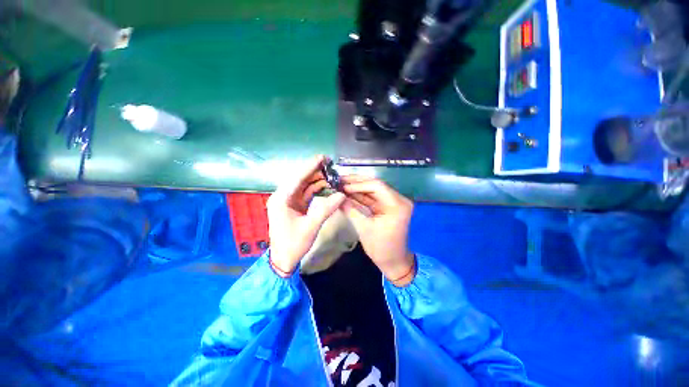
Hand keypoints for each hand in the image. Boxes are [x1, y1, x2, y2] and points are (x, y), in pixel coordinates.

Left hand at [267, 155, 345, 276]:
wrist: (283, 259)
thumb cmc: (293, 243)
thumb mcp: (311, 226)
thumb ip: (326, 209)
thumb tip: (342, 195)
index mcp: (281, 199)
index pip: (297, 178)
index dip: (310, 166)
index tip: (323, 158)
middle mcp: (283, 196)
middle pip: (300, 179)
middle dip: (315, 171)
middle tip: (331, 166)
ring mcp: (288, 201)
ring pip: (304, 185)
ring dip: (317, 180)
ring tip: (331, 175)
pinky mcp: (294, 205)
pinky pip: (306, 193)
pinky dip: (316, 189)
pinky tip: (326, 186)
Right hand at [340, 176, 415, 285]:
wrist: (393, 261)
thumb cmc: (381, 248)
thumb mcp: (364, 228)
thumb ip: (350, 210)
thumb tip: (337, 197)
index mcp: (397, 205)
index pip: (377, 186)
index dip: (358, 184)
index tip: (342, 186)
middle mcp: (398, 199)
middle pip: (375, 185)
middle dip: (356, 183)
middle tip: (339, 180)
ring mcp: (393, 202)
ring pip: (372, 190)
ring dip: (357, 188)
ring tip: (340, 185)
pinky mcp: (387, 206)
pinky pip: (372, 198)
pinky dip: (360, 196)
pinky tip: (348, 193)